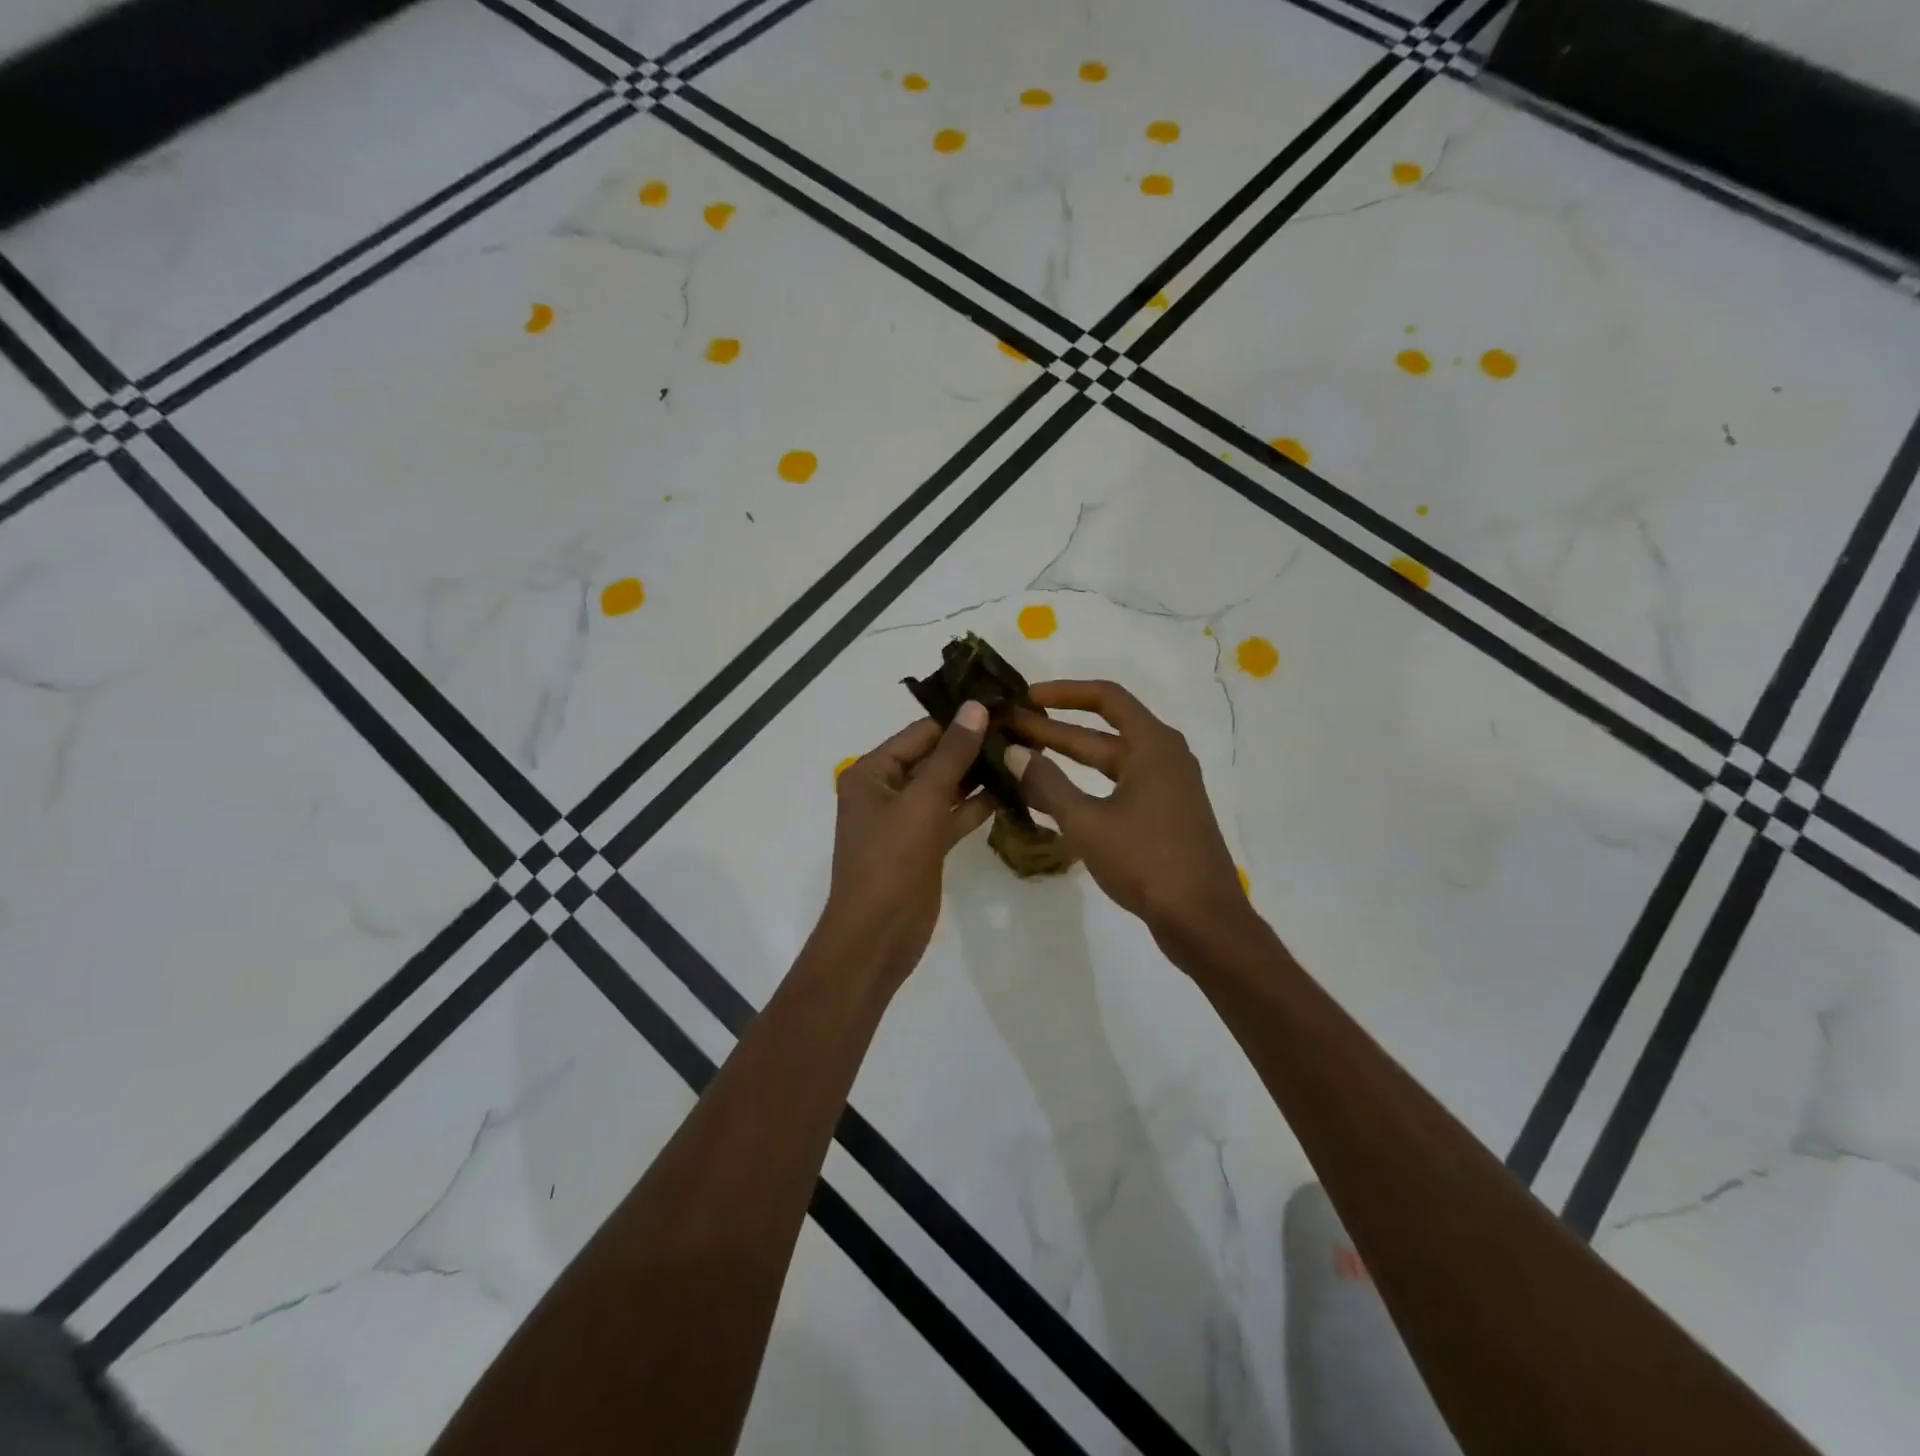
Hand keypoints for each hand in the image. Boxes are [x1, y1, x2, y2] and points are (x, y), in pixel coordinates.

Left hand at [818, 703, 995, 987]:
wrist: (877, 935)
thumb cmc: (891, 861)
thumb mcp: (922, 801)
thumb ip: (952, 754)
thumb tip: (976, 707)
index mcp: (872, 772)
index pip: (920, 733)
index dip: (959, 718)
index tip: (1002, 702)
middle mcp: (886, 790)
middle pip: (934, 757)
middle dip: (973, 745)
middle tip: (1021, 727)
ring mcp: (906, 819)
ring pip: (946, 787)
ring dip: (978, 774)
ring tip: (1023, 753)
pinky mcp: (924, 844)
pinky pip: (952, 815)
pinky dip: (976, 805)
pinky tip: (1011, 790)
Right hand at [1004, 680, 1251, 946]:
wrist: (1203, 920)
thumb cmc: (1147, 861)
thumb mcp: (1087, 822)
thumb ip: (1047, 784)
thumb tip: (1012, 753)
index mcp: (1153, 744)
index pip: (1105, 697)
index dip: (1062, 692)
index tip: (1025, 698)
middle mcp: (1163, 756)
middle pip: (1103, 731)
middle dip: (1054, 729)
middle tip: (1009, 729)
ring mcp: (1166, 787)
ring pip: (1108, 762)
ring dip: (1067, 758)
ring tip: (1021, 757)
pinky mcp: (1163, 815)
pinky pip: (1117, 787)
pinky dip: (1084, 786)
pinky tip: (1051, 798)